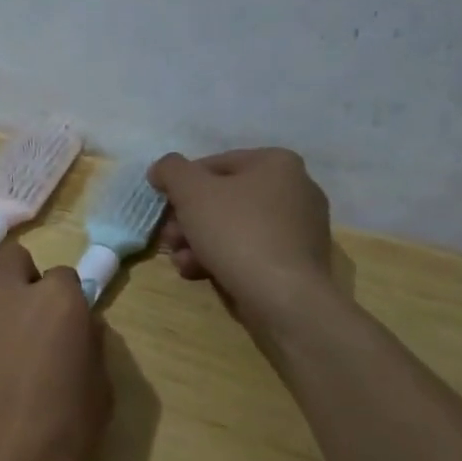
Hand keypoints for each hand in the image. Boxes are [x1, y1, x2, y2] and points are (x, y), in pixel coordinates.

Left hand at [0, 240, 112, 460]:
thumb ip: (90, 348)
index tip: (64, 328)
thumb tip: (80, 327)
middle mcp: (10, 291)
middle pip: (14, 258)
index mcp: (59, 303)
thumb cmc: (54, 447)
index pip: (65, 276)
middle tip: (26, 318)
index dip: (66, 302)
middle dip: (23, 279)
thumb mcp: (98, 399)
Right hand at [148, 149, 336, 328]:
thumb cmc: (237, 232)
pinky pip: (251, 251)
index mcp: (277, 163)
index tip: (164, 208)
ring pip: (234, 227)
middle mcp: (295, 189)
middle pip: (223, 199)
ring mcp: (299, 228)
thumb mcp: (191, 191)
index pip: (214, 164)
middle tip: (169, 238)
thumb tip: (162, 169)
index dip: (181, 185)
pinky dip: (222, 258)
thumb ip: (171, 170)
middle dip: (188, 219)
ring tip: (180, 261)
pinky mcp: (296, 262)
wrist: (283, 297)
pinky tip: (199, 273)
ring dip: (198, 242)